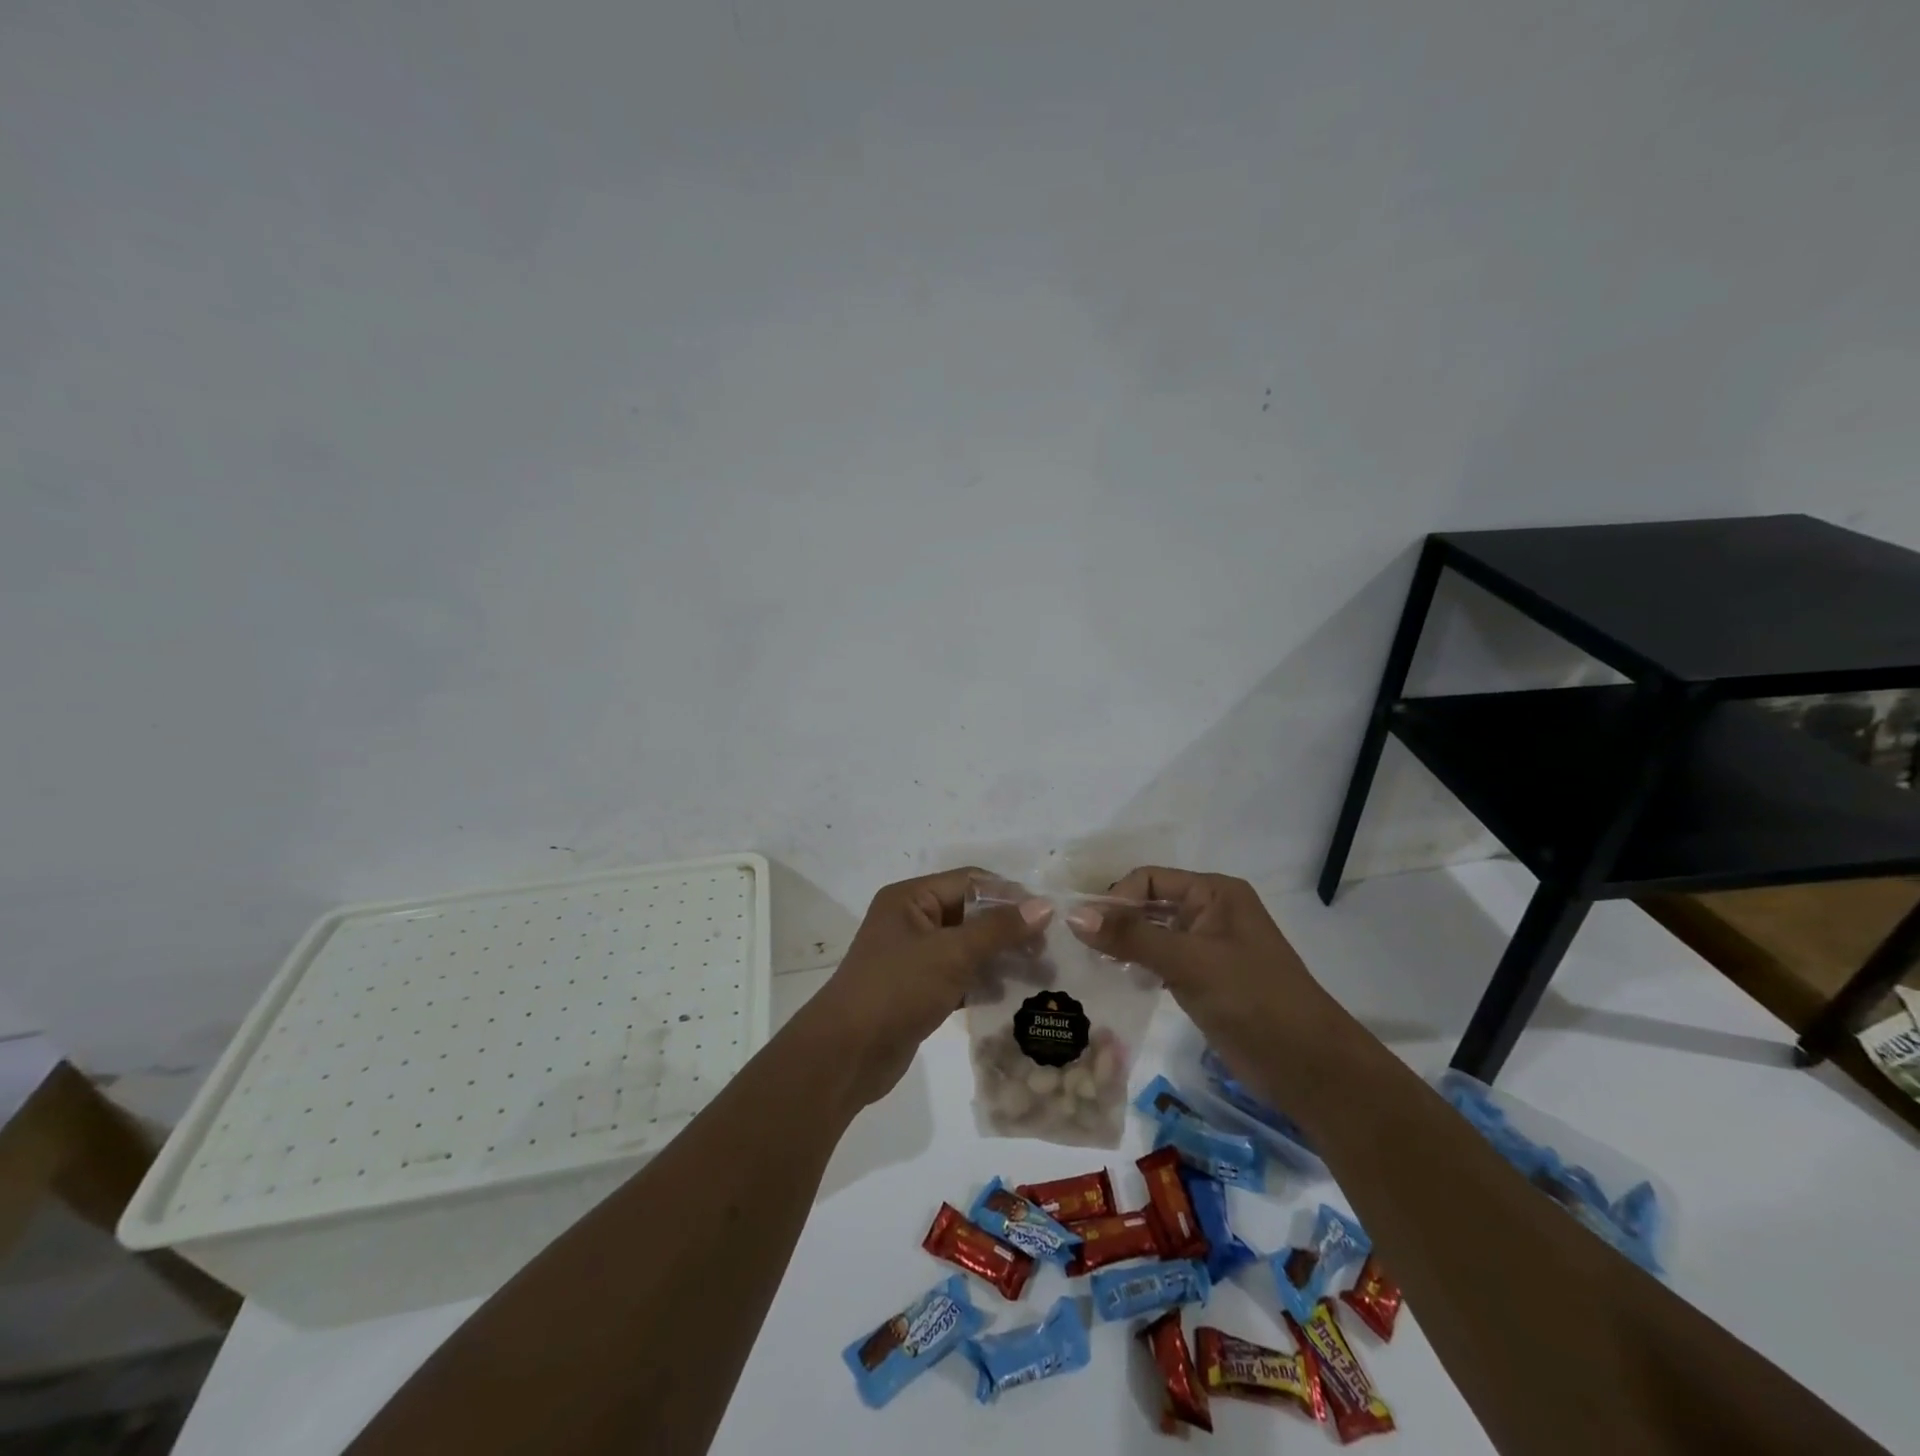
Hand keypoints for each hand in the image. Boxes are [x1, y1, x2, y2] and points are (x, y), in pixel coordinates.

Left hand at [800, 868, 1051, 1108]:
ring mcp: (913, 957)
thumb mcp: (951, 953)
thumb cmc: (897, 989)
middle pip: (970, 914)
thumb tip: (1044, 906)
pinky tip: (1013, 996)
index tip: (1048, 917)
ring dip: (1000, 958)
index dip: (1009, 895)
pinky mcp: (917, 990)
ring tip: (1040, 975)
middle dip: (1008, 930)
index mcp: (911, 898)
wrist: (846, 1054)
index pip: (970, 881)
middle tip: (1047, 951)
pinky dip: (983, 982)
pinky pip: (958, 976)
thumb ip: (998, 929)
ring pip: (967, 947)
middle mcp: (911, 920)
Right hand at [1064, 867, 1335, 1078]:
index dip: (1116, 899)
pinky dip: (1137, 967)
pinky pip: (1160, 962)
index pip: (1149, 880)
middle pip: (1148, 905)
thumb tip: (1074, 916)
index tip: (1086, 930)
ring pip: (1152, 935)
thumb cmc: (1252, 999)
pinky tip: (1115, 982)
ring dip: (1123, 946)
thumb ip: (1131, 937)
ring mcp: (1207, 948)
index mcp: (1214, 892)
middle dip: (1115, 922)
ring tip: (1089, 964)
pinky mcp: (1203, 980)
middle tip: (1078, 947)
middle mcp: (1209, 912)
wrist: (1308, 1067)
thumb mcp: (1189, 961)